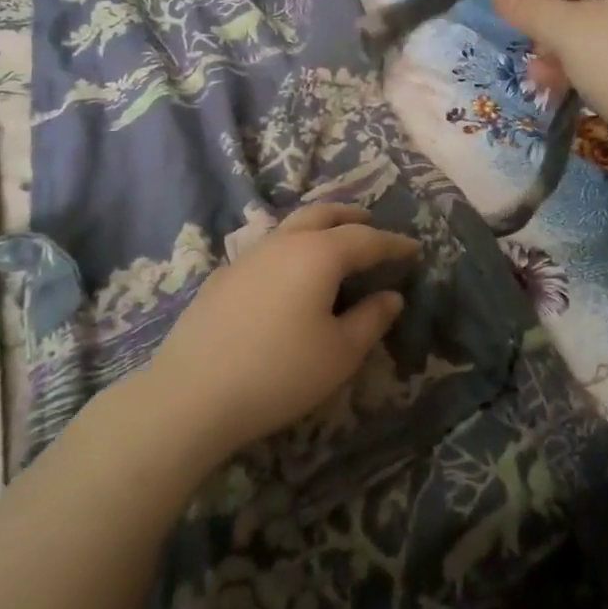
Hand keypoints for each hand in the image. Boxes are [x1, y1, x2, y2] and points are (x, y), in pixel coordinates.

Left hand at [143, 203, 419, 465]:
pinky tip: (290, 275)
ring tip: (334, 243)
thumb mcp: (340, 353)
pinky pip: (269, 248)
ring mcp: (249, 256)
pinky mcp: (224, 277)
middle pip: (324, 215)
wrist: (192, 394)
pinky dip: (292, 247)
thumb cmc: (279, 372)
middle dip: (352, 217)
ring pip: (292, 226)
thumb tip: (391, 295)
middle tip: (372, 225)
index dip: (394, 244)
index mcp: (318, 254)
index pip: (366, 239)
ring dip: (320, 227)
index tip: (415, 249)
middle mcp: (284, 242)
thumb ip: (371, 319)